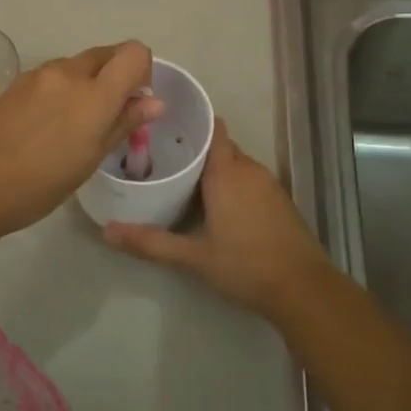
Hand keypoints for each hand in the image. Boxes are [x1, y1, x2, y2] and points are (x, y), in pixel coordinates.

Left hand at [0, 41, 162, 241]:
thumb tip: (155, 102)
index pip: (134, 53)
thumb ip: (123, 123)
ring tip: (73, 126)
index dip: (142, 71)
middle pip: (105, 54)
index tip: (134, 101)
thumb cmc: (40, 184)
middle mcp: (67, 73)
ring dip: (87, 83)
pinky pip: (51, 76)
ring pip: (77, 65)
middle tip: (108, 115)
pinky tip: (45, 126)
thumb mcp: (90, 159)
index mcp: (94, 93)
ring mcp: (37, 75)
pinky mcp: (15, 84)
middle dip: (116, 75)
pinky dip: (61, 90)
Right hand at [103, 120, 330, 316]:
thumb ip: (150, 242)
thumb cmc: (245, 264)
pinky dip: (231, 182)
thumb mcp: (193, 256)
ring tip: (182, 178)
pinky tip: (214, 202)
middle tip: (162, 157)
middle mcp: (249, 169)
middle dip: (195, 148)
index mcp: (227, 172)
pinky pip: (249, 179)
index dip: (192, 121)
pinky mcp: (278, 200)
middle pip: (220, 146)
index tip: (165, 125)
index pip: (212, 128)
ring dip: (213, 167)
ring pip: (235, 163)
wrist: (302, 288)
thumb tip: (108, 232)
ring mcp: (269, 184)